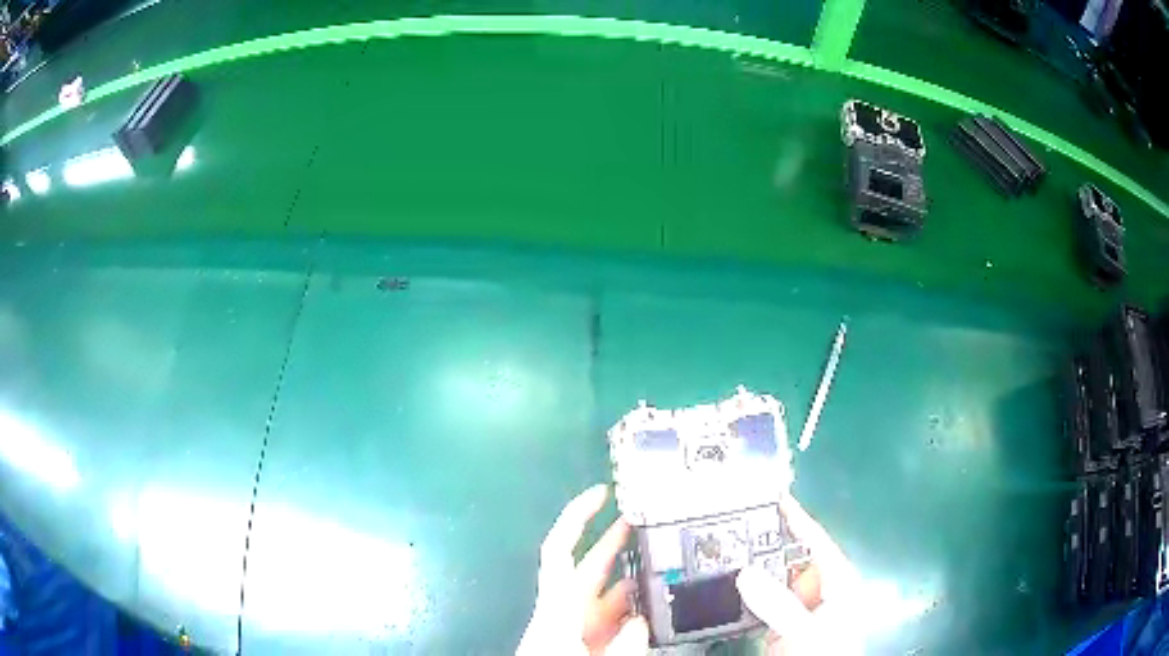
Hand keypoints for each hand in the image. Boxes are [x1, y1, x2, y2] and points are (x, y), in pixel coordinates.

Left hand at [517, 485, 648, 655]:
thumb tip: (642, 621)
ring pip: (612, 593)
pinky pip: (619, 619)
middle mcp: (568, 610)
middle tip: (648, 518)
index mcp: (557, 605)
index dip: (577, 517)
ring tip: (667, 562)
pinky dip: (638, 609)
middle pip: (592, 565)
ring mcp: (581, 627)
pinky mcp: (592, 642)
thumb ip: (622, 644)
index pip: (561, 550)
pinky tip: (660, 606)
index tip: (601, 493)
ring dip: (635, 577)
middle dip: (617, 539)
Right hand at [736, 494, 861, 654]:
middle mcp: (817, 587)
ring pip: (771, 578)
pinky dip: (743, 593)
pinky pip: (759, 600)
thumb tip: (744, 572)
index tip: (772, 494)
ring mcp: (797, 606)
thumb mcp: (805, 628)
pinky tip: (723, 584)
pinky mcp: (778, 622)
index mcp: (836, 579)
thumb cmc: (825, 652)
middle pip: (788, 556)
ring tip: (721, 549)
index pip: (815, 539)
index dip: (796, 516)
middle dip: (763, 541)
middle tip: (732, 523)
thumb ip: (778, 603)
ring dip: (750, 568)